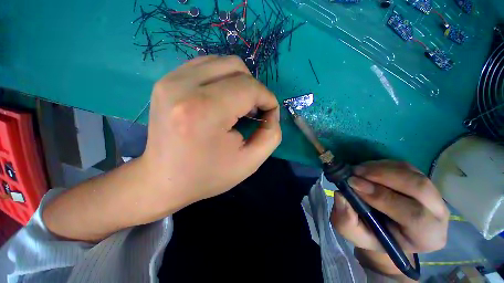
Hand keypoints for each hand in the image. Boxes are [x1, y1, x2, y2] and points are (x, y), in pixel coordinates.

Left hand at [43, 56, 280, 241]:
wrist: (164, 180)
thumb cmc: (207, 176)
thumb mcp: (250, 162)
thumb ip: (271, 134)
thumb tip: (271, 111)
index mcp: (205, 111)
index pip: (249, 87)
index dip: (267, 98)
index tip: (269, 114)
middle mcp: (183, 87)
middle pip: (236, 67)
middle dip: (253, 88)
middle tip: (252, 110)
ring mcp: (170, 80)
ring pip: (220, 62)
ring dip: (238, 81)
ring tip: (238, 105)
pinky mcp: (166, 81)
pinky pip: (204, 66)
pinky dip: (221, 79)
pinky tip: (221, 99)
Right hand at [330, 160, 448, 276]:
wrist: (386, 230)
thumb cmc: (372, 236)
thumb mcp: (354, 234)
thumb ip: (346, 220)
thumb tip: (341, 195)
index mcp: (426, 237)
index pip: (414, 215)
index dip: (382, 197)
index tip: (353, 184)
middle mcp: (438, 214)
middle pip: (419, 187)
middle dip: (383, 176)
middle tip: (354, 172)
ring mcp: (432, 194)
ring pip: (411, 173)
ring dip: (380, 168)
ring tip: (357, 170)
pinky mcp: (421, 179)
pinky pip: (404, 166)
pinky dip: (382, 164)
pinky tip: (366, 169)